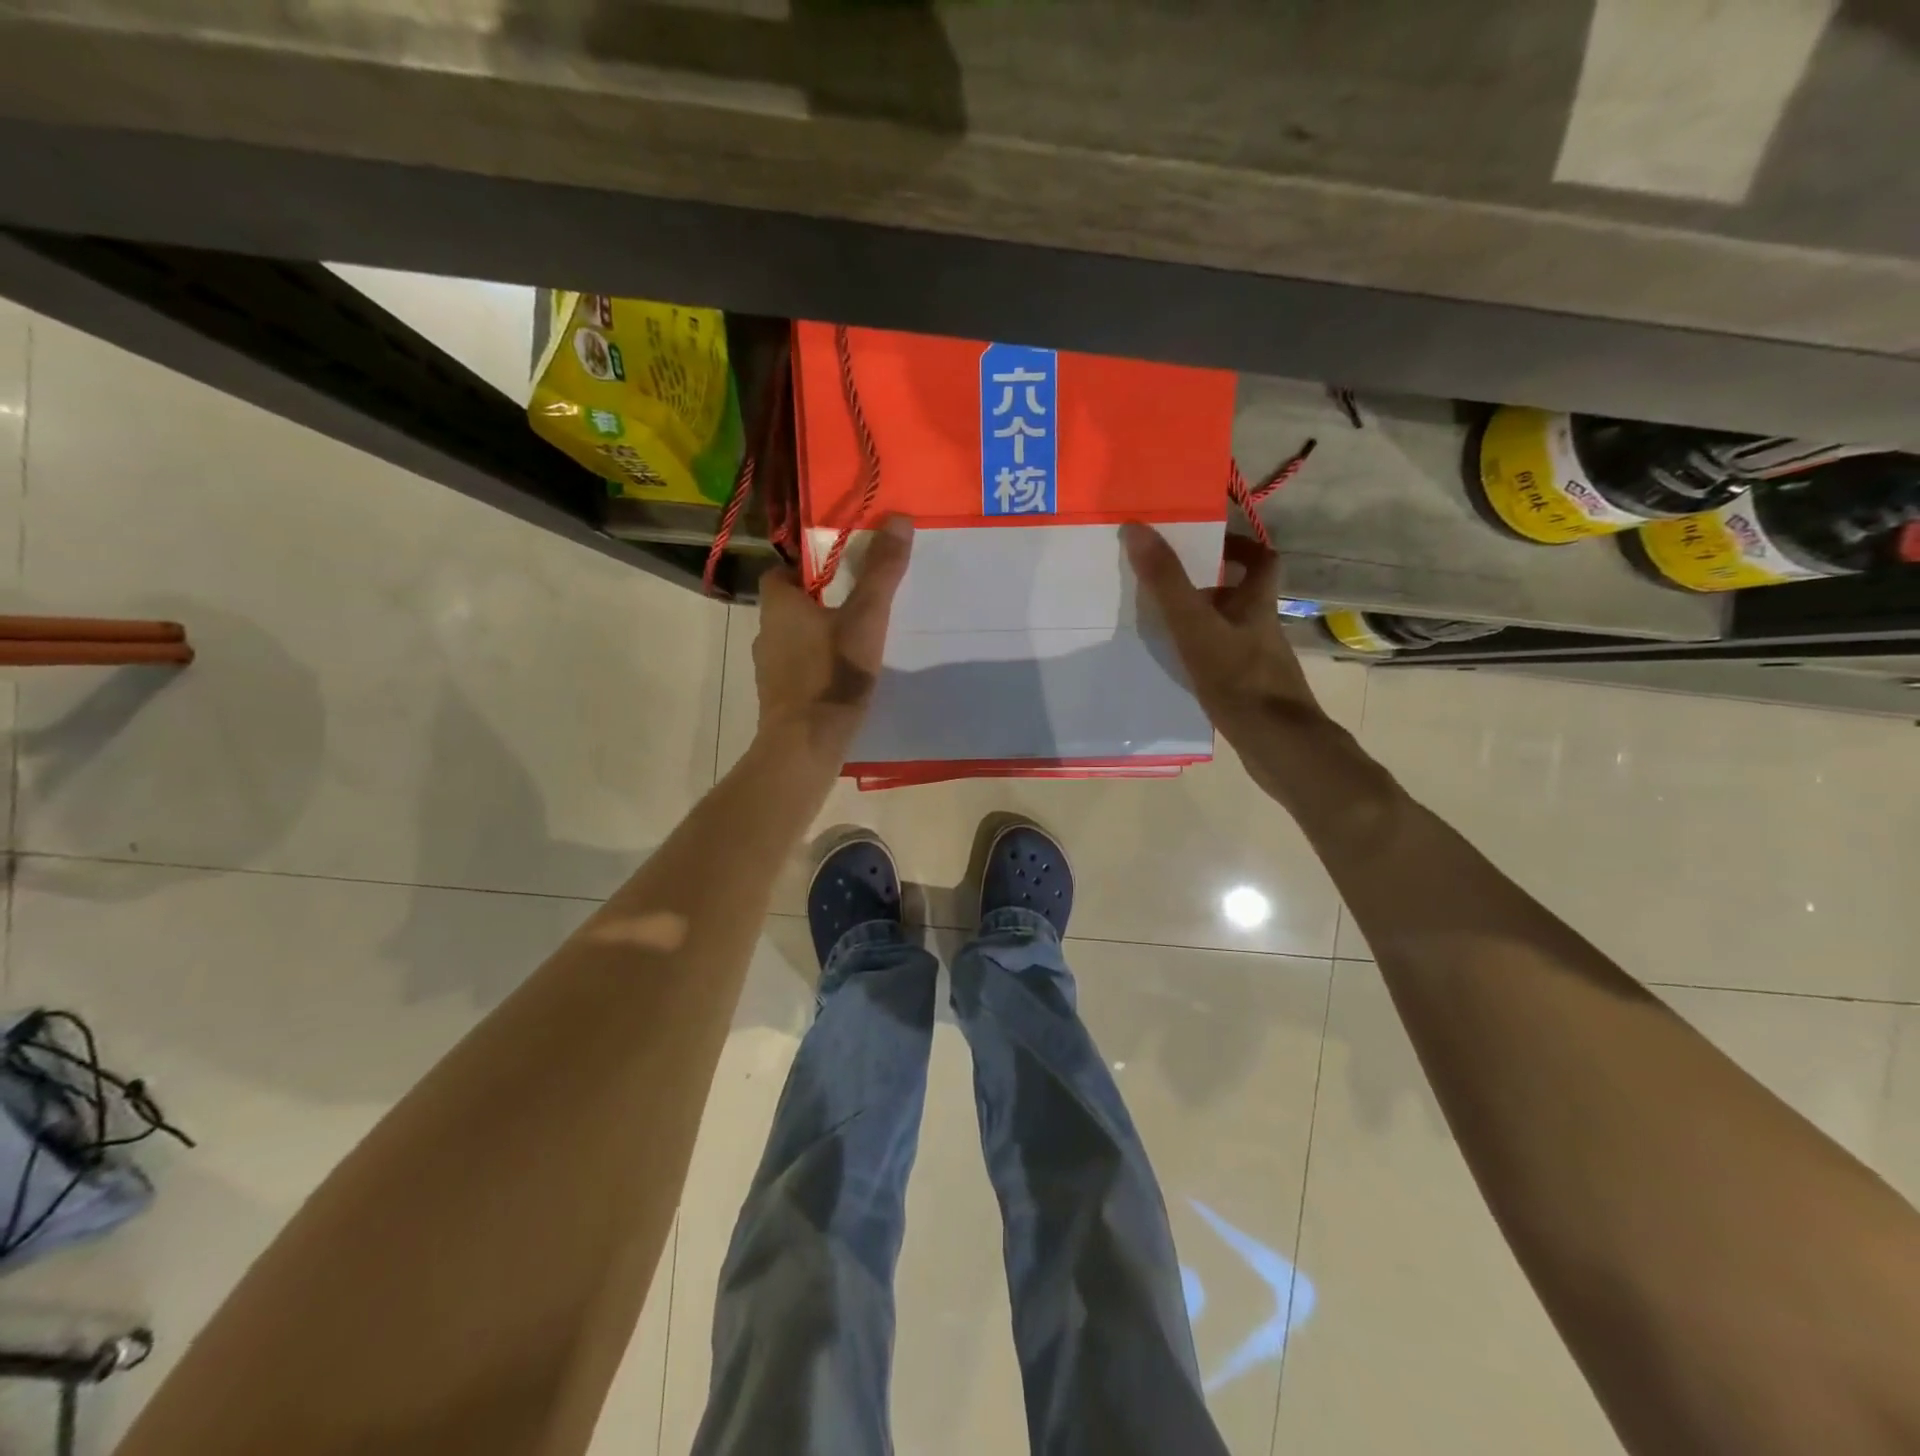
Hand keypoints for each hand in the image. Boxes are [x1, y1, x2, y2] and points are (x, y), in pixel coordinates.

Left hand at [753, 515, 913, 761]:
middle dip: (817, 603)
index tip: (837, 572)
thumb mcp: (866, 618)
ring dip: (817, 637)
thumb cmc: (833, 673)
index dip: (805, 568)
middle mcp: (765, 632)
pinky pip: (796, 670)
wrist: (806, 743)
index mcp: (778, 605)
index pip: (780, 571)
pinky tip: (842, 679)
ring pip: (793, 640)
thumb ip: (881, 572)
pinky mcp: (777, 698)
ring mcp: (768, 669)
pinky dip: (815, 667)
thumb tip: (899, 518)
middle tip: (856, 606)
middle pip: (788, 606)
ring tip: (854, 643)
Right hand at [1122, 521, 1329, 750]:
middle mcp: (1263, 629)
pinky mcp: (1252, 693)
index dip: (1239, 547)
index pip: (1262, 560)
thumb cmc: (1238, 678)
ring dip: (1204, 625)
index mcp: (1257, 605)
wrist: (1277, 744)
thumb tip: (1139, 528)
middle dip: (1211, 587)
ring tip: (1164, 628)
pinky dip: (1205, 660)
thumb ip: (1168, 581)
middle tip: (1171, 587)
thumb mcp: (1195, 625)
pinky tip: (1180, 672)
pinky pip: (1226, 664)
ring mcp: (1260, 663)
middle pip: (1243, 596)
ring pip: (1232, 631)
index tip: (1208, 546)